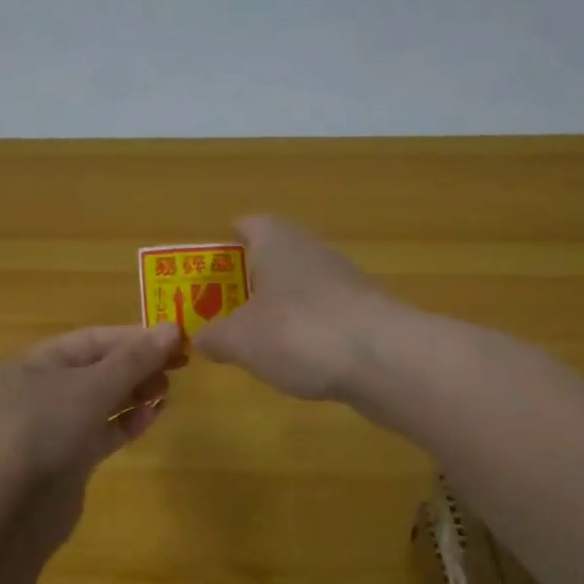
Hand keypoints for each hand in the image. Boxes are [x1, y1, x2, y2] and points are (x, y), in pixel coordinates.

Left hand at [0, 323, 180, 485]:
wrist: (11, 508)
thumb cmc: (47, 429)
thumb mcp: (94, 386)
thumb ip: (135, 359)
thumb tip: (173, 329)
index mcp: (35, 363)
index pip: (92, 339)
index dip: (135, 338)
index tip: (176, 340)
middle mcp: (41, 390)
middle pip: (98, 369)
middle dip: (137, 366)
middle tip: (178, 367)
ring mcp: (53, 427)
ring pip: (101, 401)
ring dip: (134, 394)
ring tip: (166, 391)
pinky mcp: (66, 459)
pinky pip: (101, 432)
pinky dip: (125, 423)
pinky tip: (151, 417)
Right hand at [193, 215, 408, 400]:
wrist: (384, 359)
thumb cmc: (299, 334)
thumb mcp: (240, 341)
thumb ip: (215, 337)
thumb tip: (199, 338)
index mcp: (277, 241)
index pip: (248, 224)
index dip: (227, 242)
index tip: (211, 268)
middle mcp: (312, 249)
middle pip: (275, 255)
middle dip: (251, 279)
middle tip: (226, 308)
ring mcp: (343, 278)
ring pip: (301, 284)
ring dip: (280, 305)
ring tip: (257, 338)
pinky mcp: (365, 309)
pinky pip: (324, 312)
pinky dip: (308, 328)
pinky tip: (298, 358)